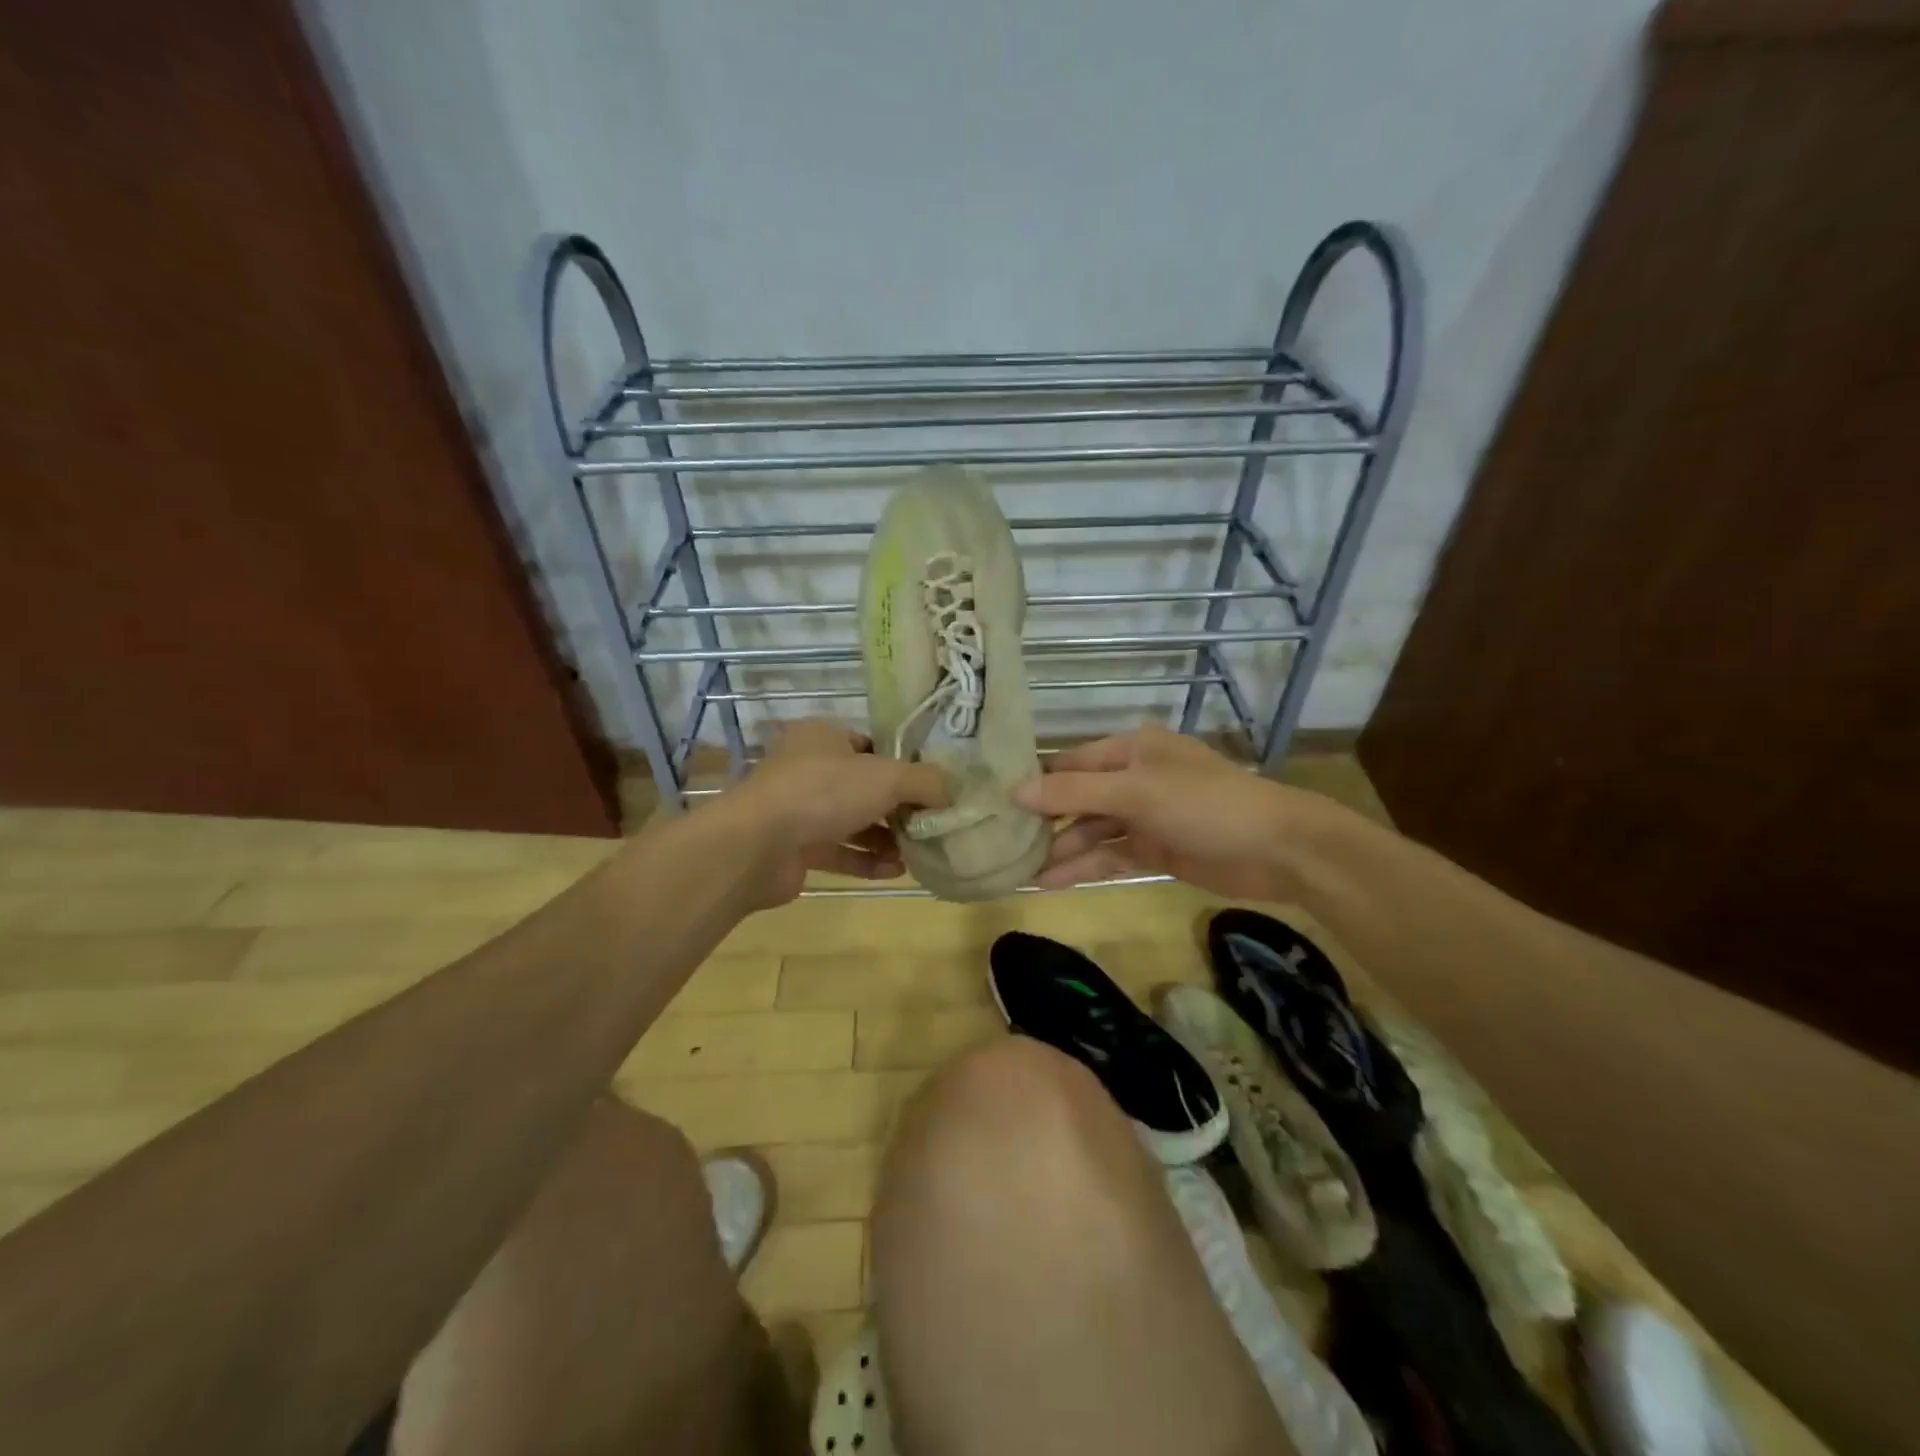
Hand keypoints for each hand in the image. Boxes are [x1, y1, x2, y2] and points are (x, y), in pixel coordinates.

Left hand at [711, 720, 948, 906]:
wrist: (756, 845)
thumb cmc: (823, 792)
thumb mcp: (887, 776)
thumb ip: (926, 782)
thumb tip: (952, 793)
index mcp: (823, 737)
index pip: (871, 745)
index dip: (903, 766)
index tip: (931, 788)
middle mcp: (808, 769)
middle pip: (864, 786)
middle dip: (898, 808)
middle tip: (930, 824)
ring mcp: (798, 810)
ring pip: (852, 821)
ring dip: (885, 837)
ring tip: (919, 851)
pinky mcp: (794, 848)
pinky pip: (839, 851)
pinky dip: (866, 860)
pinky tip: (895, 870)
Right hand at [1013, 723, 1318, 898]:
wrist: (1276, 849)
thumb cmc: (1203, 804)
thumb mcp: (1135, 792)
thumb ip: (1073, 793)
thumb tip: (1015, 791)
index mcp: (1130, 749)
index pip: (1069, 763)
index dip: (1035, 783)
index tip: (994, 804)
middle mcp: (1133, 778)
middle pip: (1077, 799)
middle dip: (1044, 822)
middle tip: (1000, 844)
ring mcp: (1144, 816)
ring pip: (1091, 831)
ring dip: (1060, 849)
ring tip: (1019, 871)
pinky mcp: (1155, 850)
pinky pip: (1110, 855)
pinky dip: (1084, 867)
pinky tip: (1051, 882)